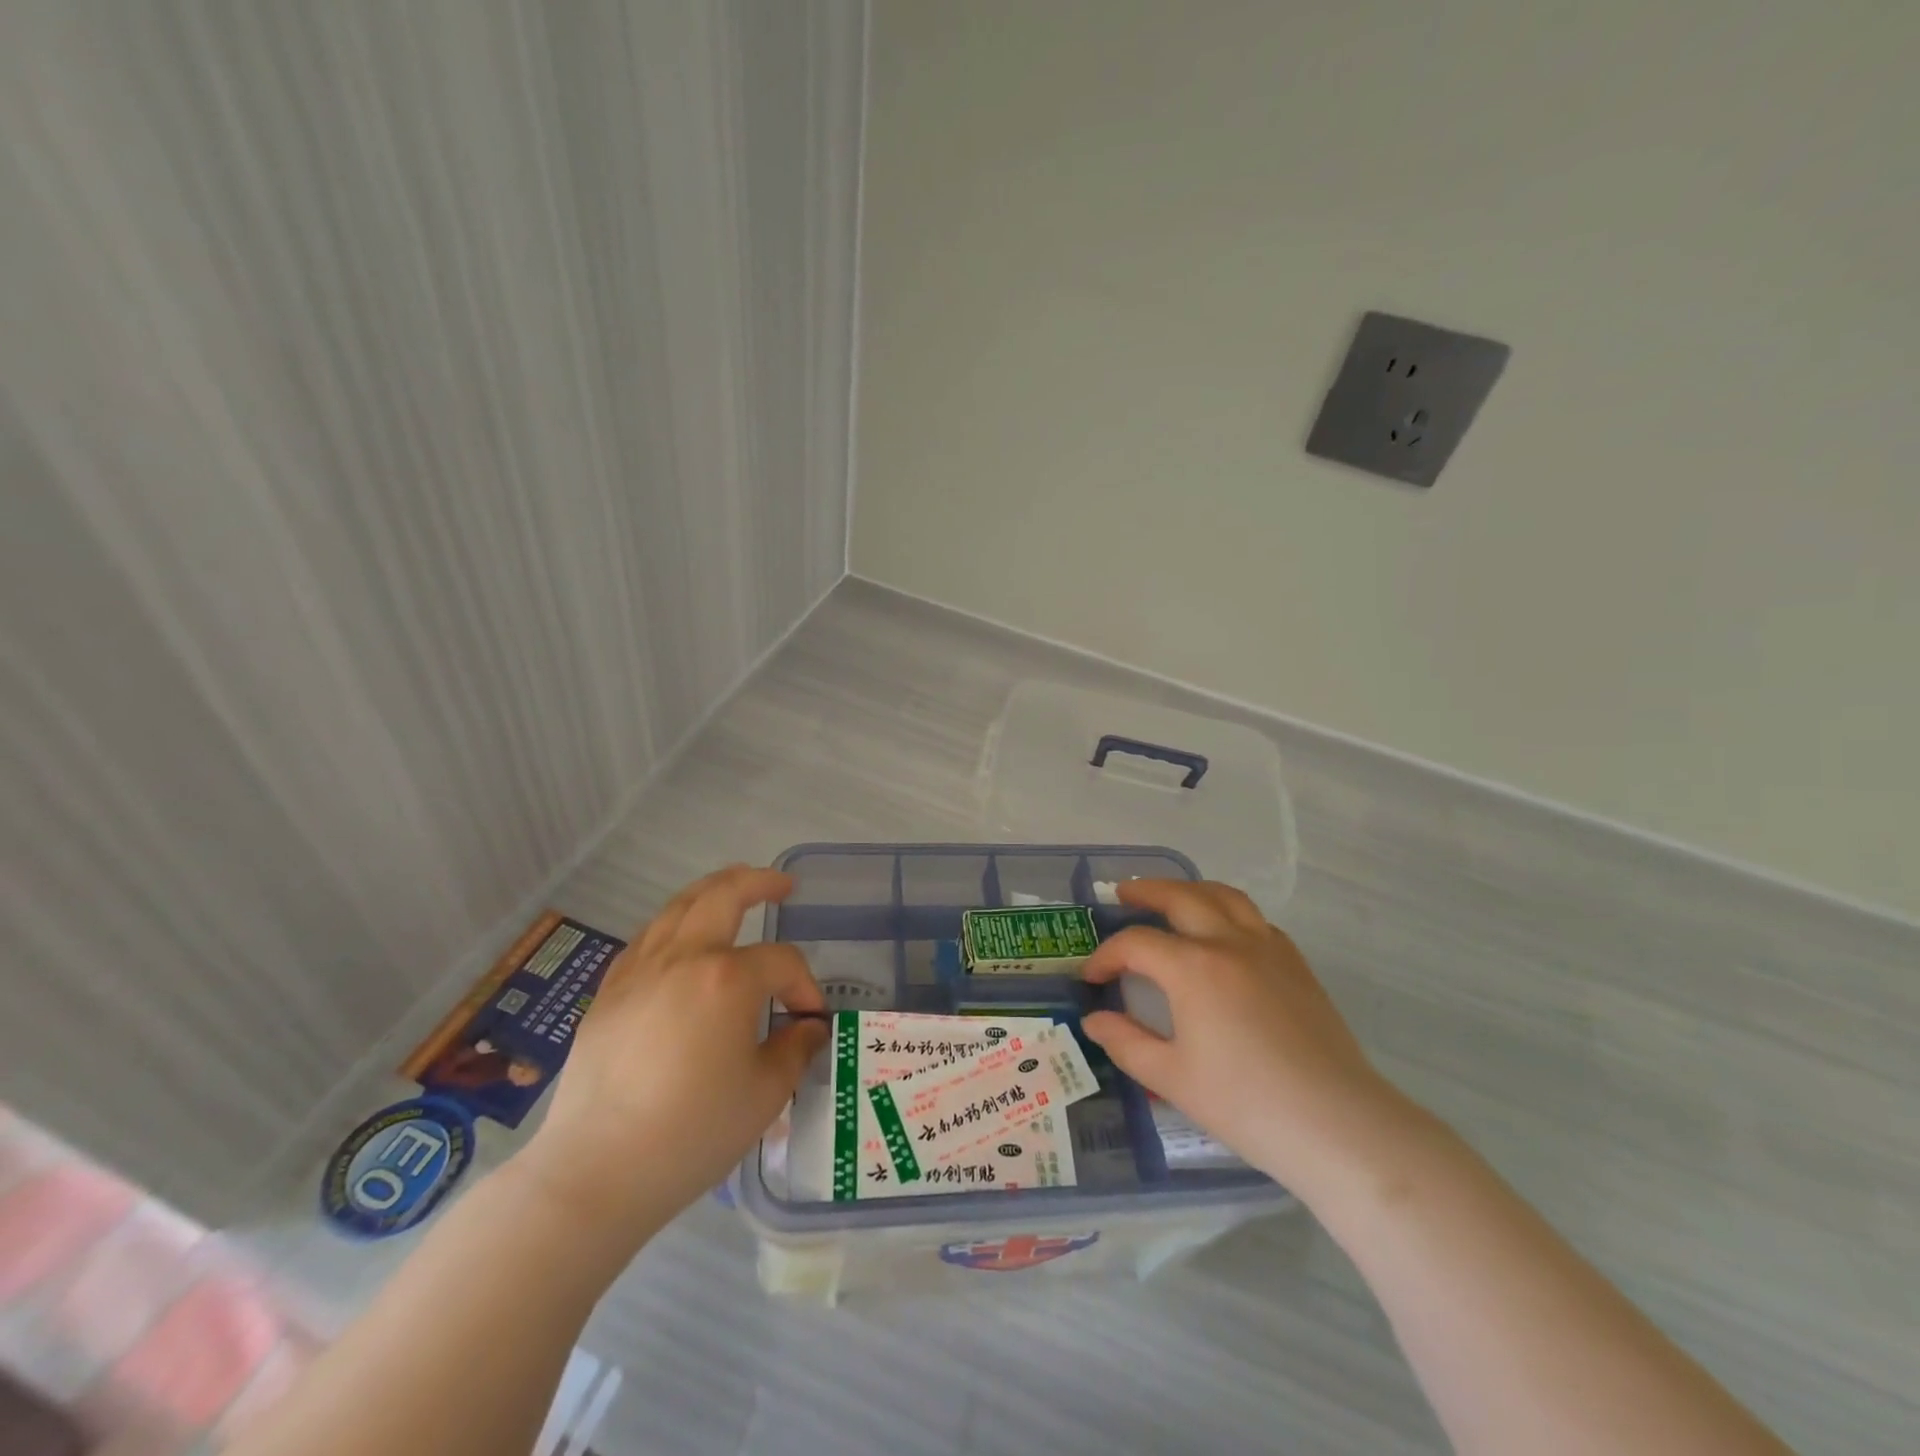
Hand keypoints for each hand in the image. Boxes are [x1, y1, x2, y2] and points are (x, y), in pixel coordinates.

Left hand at [517, 866, 826, 1240]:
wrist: (594, 1172)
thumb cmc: (691, 1133)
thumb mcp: (764, 1095)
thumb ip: (795, 1050)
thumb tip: (808, 1028)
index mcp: (727, 979)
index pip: (782, 961)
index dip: (805, 985)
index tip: (811, 1021)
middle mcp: (683, 958)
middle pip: (724, 895)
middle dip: (759, 882)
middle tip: (783, 885)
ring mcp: (639, 971)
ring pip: (679, 907)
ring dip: (713, 890)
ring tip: (734, 888)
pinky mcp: (609, 993)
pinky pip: (647, 937)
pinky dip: (674, 923)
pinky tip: (680, 938)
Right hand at [1079, 879, 1400, 1199]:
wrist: (1337, 1125)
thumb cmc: (1246, 1104)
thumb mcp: (1172, 1078)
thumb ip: (1126, 1042)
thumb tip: (1094, 1020)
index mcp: (1193, 968)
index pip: (1136, 944)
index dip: (1106, 956)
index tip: (1090, 976)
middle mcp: (1229, 943)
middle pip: (1181, 897)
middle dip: (1146, 892)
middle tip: (1123, 894)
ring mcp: (1269, 950)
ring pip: (1225, 896)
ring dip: (1191, 889)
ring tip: (1172, 896)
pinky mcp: (1297, 965)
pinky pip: (1256, 920)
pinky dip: (1229, 913)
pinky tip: (1224, 934)